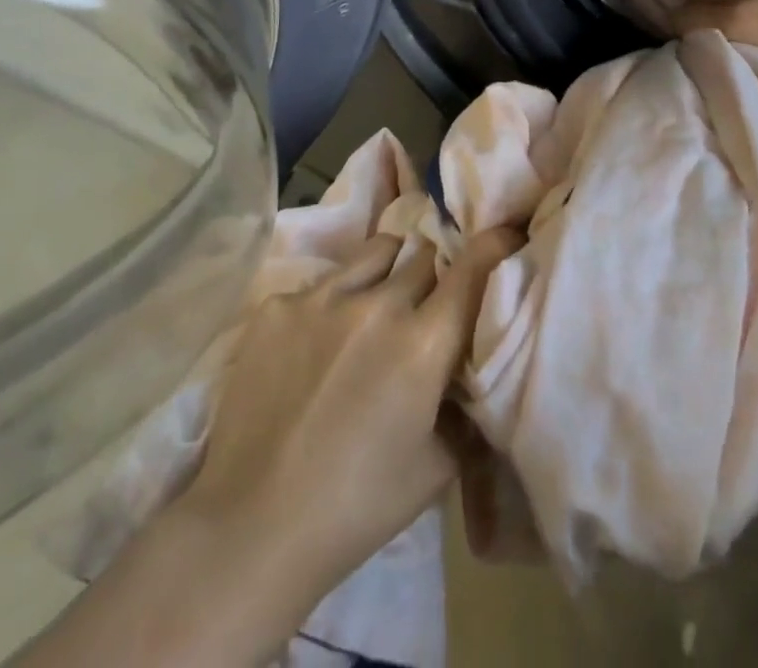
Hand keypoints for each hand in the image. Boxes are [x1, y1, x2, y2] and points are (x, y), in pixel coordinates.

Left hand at [179, 227, 521, 620]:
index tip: (506, 233)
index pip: (474, 265)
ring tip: (374, 307)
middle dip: (433, 275)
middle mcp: (377, 305)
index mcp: (423, 344)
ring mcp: (322, 298)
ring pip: (376, 252)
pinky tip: (314, 345)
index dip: (495, 243)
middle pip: (423, 256)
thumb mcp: (436, 467)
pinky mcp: (278, 305)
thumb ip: (463, 407)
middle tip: (425, 304)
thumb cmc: (357, 505)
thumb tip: (469, 372)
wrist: (252, 525)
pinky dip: (332, 302)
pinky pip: (322, 282)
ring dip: (388, 272)